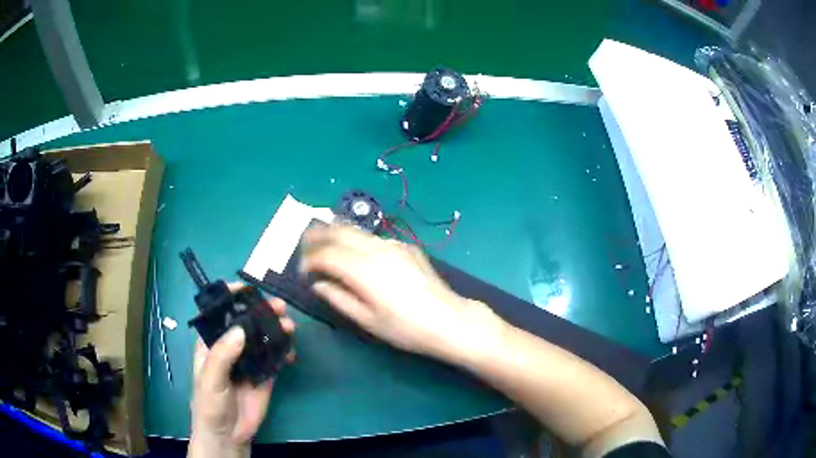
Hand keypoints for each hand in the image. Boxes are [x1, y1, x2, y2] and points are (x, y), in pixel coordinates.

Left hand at [188, 291, 294, 457]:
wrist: (228, 434)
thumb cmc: (209, 404)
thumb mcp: (210, 379)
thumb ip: (222, 355)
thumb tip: (241, 329)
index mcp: (211, 342)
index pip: (220, 312)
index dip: (231, 297)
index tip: (247, 288)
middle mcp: (231, 346)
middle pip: (247, 322)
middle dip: (262, 311)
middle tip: (279, 307)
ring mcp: (249, 360)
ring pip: (264, 337)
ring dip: (277, 329)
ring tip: (289, 327)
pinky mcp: (265, 374)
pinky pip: (276, 357)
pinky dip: (285, 351)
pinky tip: (291, 352)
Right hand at [300, 224, 504, 363]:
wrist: (449, 320)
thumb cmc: (405, 328)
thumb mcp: (367, 320)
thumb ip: (338, 298)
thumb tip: (318, 284)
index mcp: (362, 269)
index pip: (326, 254)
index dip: (309, 260)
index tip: (302, 271)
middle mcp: (376, 249)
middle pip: (339, 231)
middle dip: (317, 235)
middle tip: (305, 244)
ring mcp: (393, 244)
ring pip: (356, 230)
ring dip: (336, 232)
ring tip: (324, 241)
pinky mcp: (406, 246)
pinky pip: (374, 237)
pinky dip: (357, 239)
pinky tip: (357, 251)